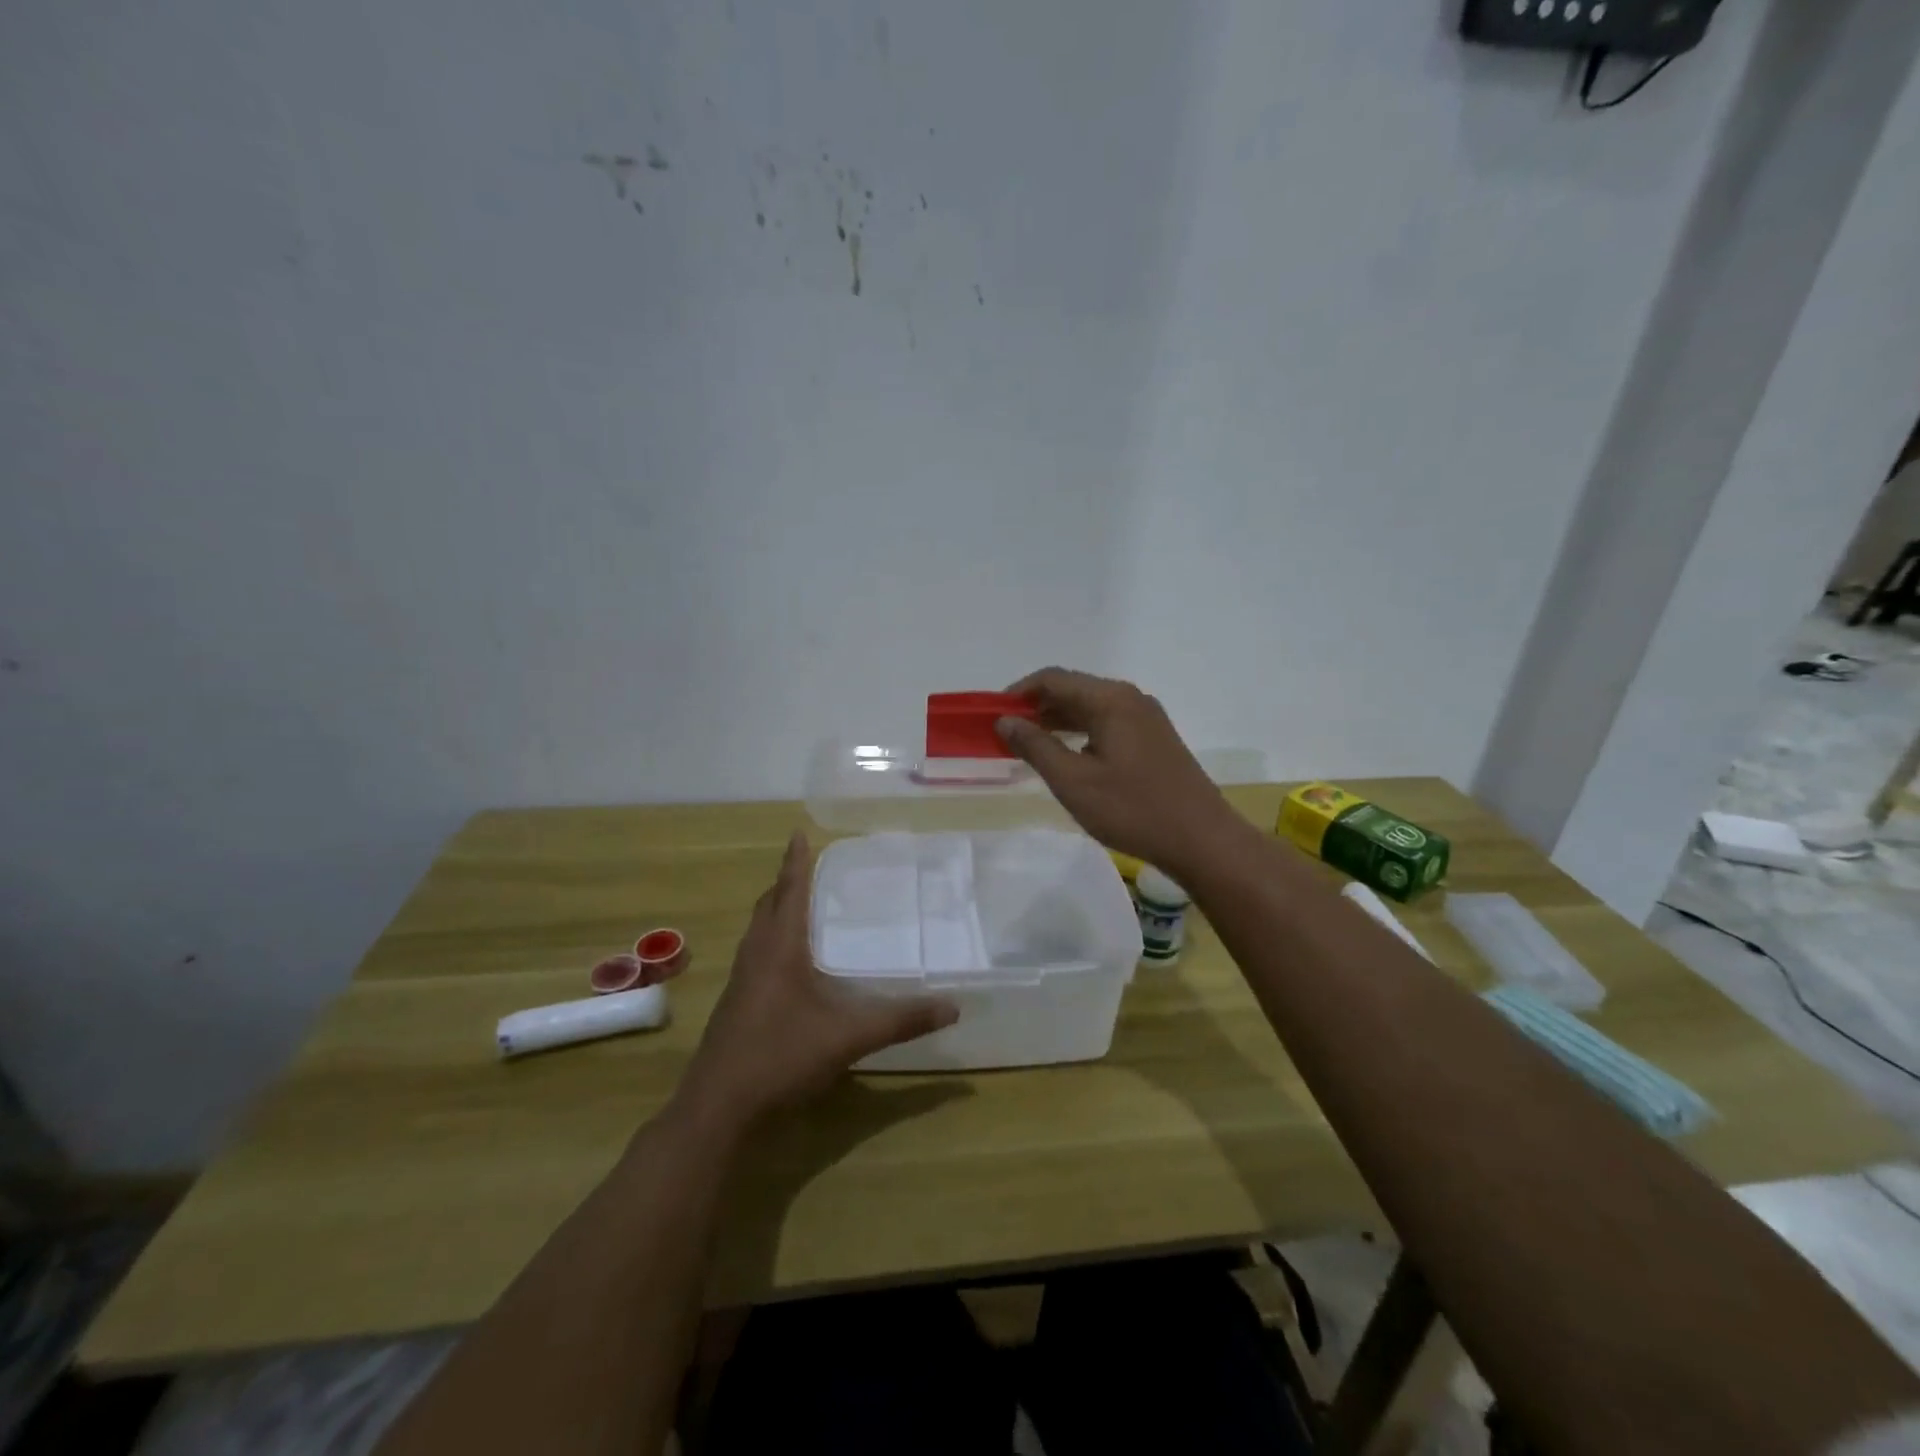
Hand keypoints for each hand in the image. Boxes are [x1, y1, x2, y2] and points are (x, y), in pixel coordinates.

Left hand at [676, 833, 959, 1131]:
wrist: (718, 1107)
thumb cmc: (781, 1056)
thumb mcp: (848, 1037)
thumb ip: (900, 1021)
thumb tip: (954, 1006)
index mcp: (779, 948)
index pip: (790, 891)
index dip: (796, 861)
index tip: (798, 833)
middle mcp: (756, 955)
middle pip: (769, 905)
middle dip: (787, 883)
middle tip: (808, 868)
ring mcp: (741, 981)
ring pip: (758, 931)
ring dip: (776, 911)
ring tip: (800, 906)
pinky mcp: (736, 1004)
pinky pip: (755, 954)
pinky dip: (771, 940)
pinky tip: (788, 964)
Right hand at [995, 668, 1248, 877]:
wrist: (1201, 839)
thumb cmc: (1132, 809)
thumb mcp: (1073, 781)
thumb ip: (1035, 746)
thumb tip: (1006, 720)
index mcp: (1110, 699)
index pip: (1053, 679)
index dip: (1018, 693)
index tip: (991, 715)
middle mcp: (1130, 698)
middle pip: (1073, 689)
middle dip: (1036, 707)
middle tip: (1005, 733)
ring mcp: (1146, 718)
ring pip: (1091, 708)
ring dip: (1057, 721)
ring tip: (1028, 746)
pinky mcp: (1154, 739)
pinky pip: (1107, 723)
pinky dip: (1080, 733)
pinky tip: (1067, 757)